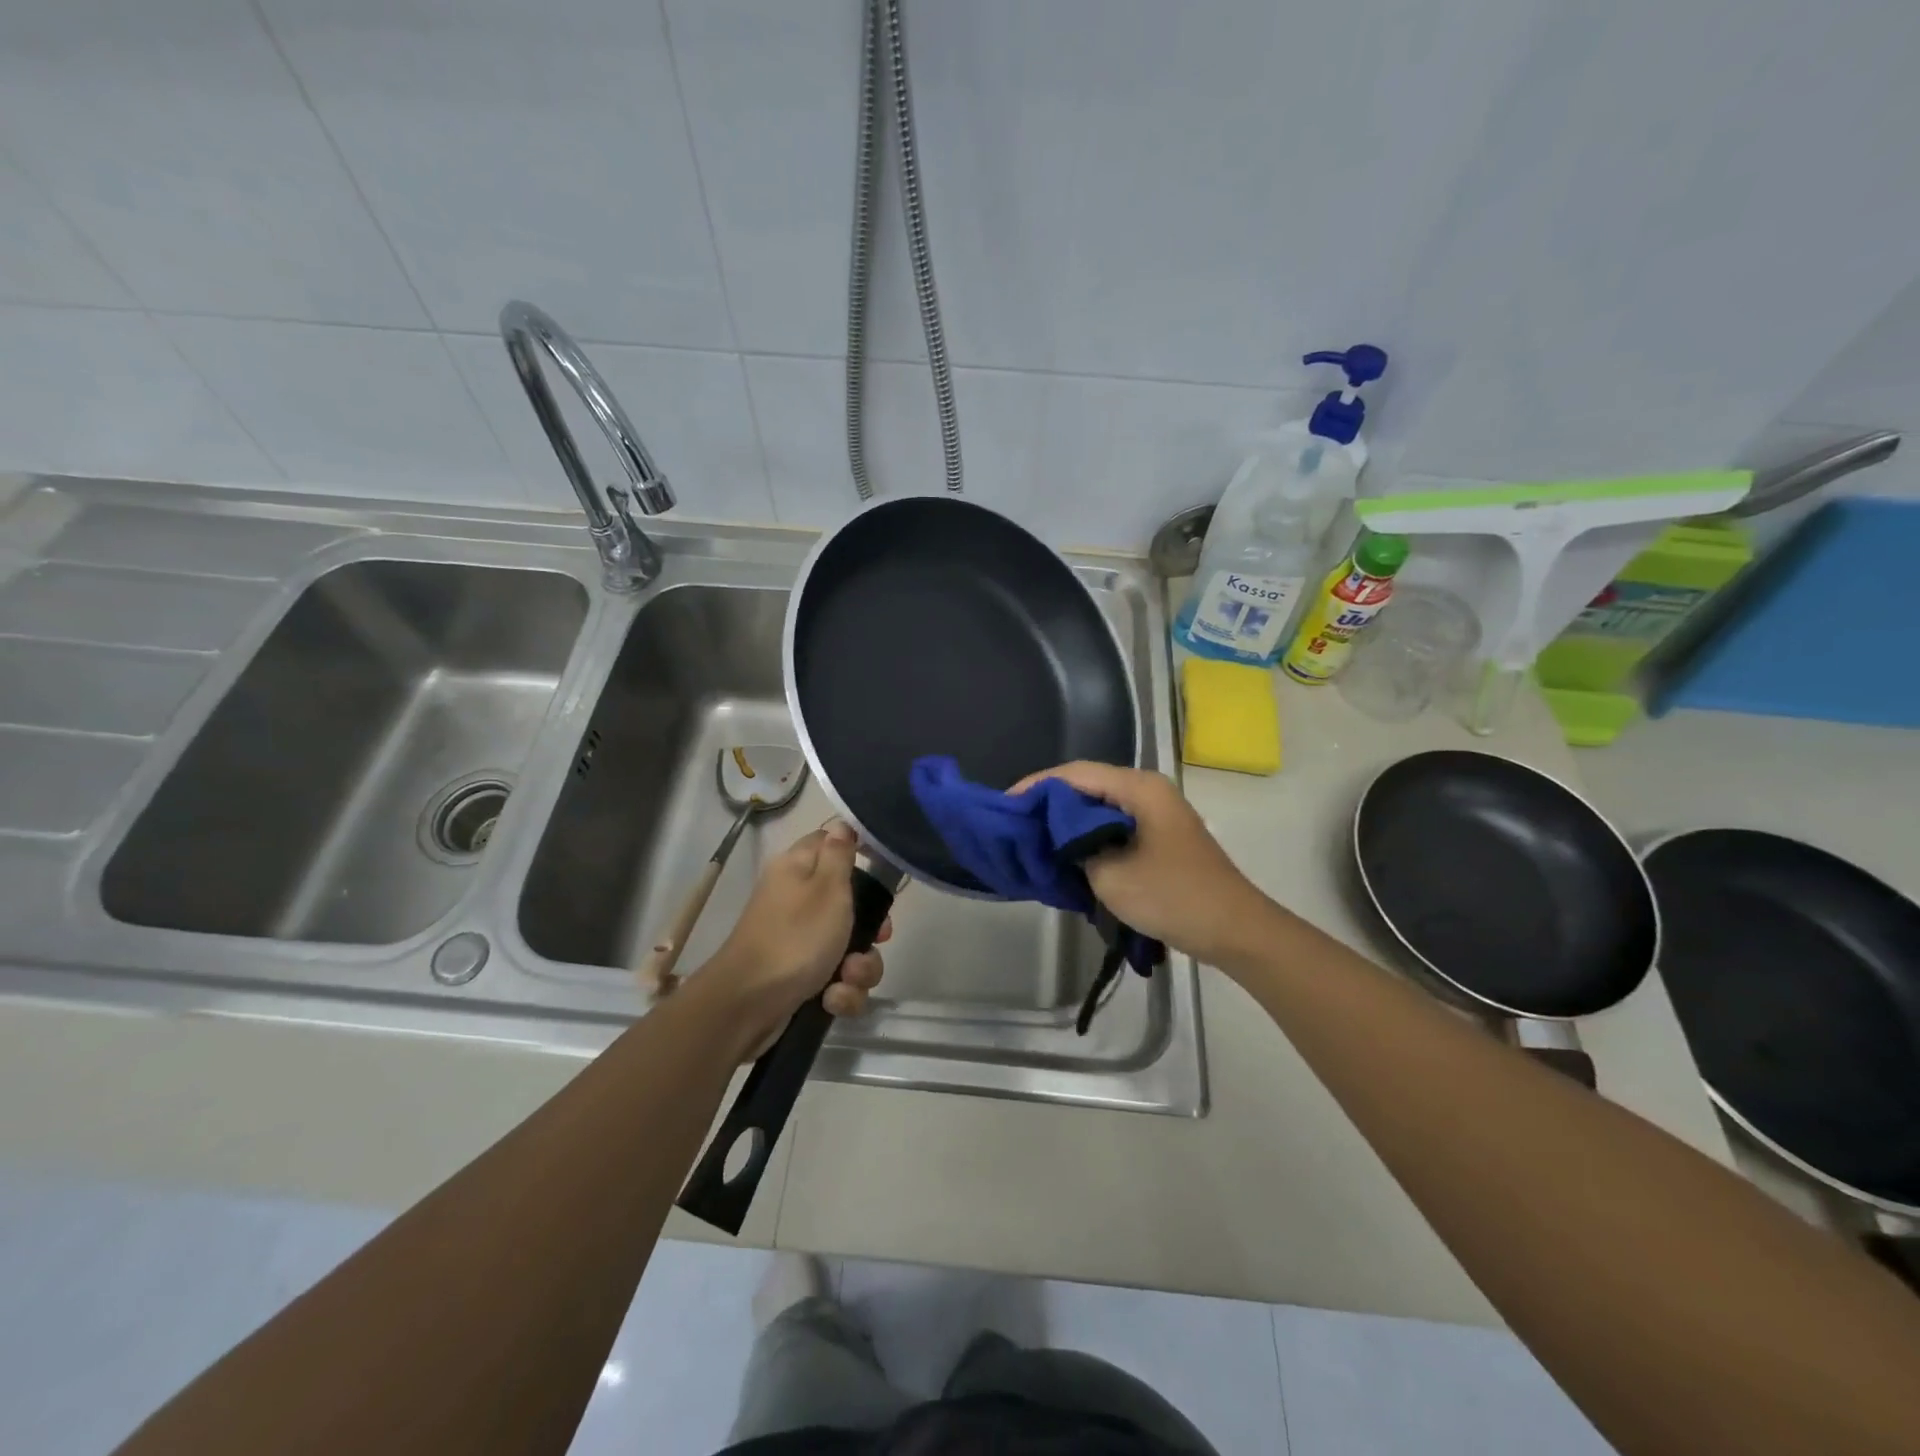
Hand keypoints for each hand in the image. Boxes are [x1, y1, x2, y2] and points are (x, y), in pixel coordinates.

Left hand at [694, 820, 890, 1058]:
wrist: (747, 1006)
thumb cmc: (794, 938)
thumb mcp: (827, 889)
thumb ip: (840, 854)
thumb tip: (843, 824)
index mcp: (798, 869)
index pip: (832, 845)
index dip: (860, 858)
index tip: (881, 876)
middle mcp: (798, 900)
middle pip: (851, 904)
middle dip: (870, 930)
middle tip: (876, 939)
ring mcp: (799, 941)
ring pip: (850, 947)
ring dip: (859, 968)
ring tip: (846, 978)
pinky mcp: (801, 977)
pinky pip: (836, 979)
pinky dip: (839, 991)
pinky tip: (831, 999)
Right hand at [1012, 762, 1275, 968]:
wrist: (1234, 930)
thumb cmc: (1172, 896)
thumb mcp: (1110, 875)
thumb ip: (1073, 848)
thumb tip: (1053, 836)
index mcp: (1138, 788)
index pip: (1075, 773)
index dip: (1036, 786)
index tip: (1005, 806)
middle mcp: (1148, 790)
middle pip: (1087, 786)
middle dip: (1049, 804)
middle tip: (1016, 824)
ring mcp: (1157, 813)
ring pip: (1100, 807)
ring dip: (1068, 822)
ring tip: (1034, 840)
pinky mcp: (1160, 836)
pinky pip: (1114, 825)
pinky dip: (1089, 836)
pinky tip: (1068, 856)